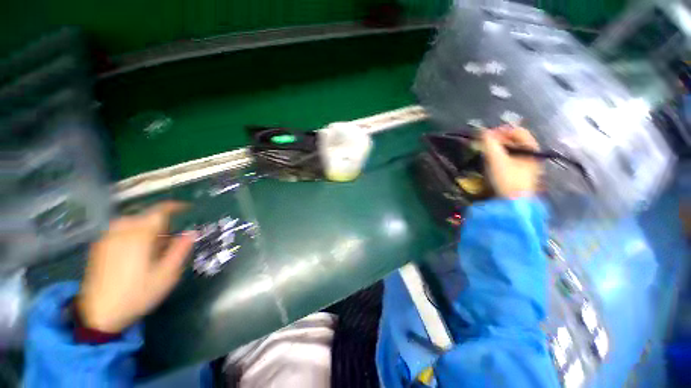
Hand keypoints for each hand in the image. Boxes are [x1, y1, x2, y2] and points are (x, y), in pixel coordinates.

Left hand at [77, 202, 195, 332]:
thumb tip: (191, 232)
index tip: (187, 208)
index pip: (159, 212)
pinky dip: (131, 232)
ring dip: (145, 226)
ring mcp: (106, 239)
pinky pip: (118, 230)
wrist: (99, 314)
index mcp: (139, 236)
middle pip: (144, 216)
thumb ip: (180, 250)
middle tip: (169, 238)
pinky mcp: (98, 248)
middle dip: (160, 222)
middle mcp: (121, 232)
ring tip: (152, 244)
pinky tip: (134, 250)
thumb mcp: (167, 275)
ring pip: (130, 222)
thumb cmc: (137, 294)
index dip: (174, 207)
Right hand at [482, 126, 540, 197]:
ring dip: (497, 149)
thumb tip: (482, 131)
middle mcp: (531, 154)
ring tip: (485, 154)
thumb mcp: (497, 159)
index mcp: (531, 148)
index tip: (485, 136)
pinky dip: (499, 158)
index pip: (517, 131)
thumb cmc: (507, 179)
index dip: (501, 131)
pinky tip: (490, 163)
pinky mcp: (519, 174)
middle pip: (514, 141)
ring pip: (510, 151)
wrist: (512, 204)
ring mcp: (526, 165)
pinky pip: (509, 160)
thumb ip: (489, 143)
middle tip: (483, 145)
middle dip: (497, 140)